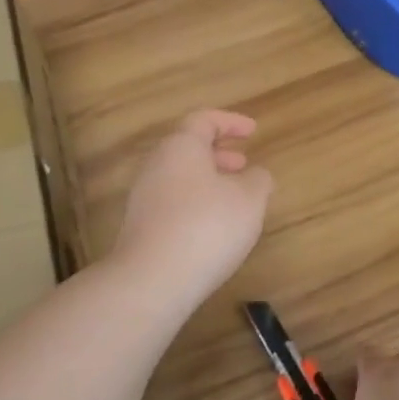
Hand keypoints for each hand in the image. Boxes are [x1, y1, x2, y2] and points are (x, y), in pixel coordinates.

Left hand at [112, 110, 272, 305]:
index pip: (203, 120)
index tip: (253, 131)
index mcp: (181, 147)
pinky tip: (213, 227)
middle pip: (187, 148)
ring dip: (208, 181)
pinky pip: (172, 203)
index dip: (230, 122)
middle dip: (218, 153)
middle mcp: (156, 165)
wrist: (153, 279)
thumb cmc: (207, 227)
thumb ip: (258, 181)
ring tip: (234, 199)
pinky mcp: (141, 226)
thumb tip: (255, 175)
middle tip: (243, 164)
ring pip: (180, 177)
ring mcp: (144, 197)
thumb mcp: (249, 200)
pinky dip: (195, 203)